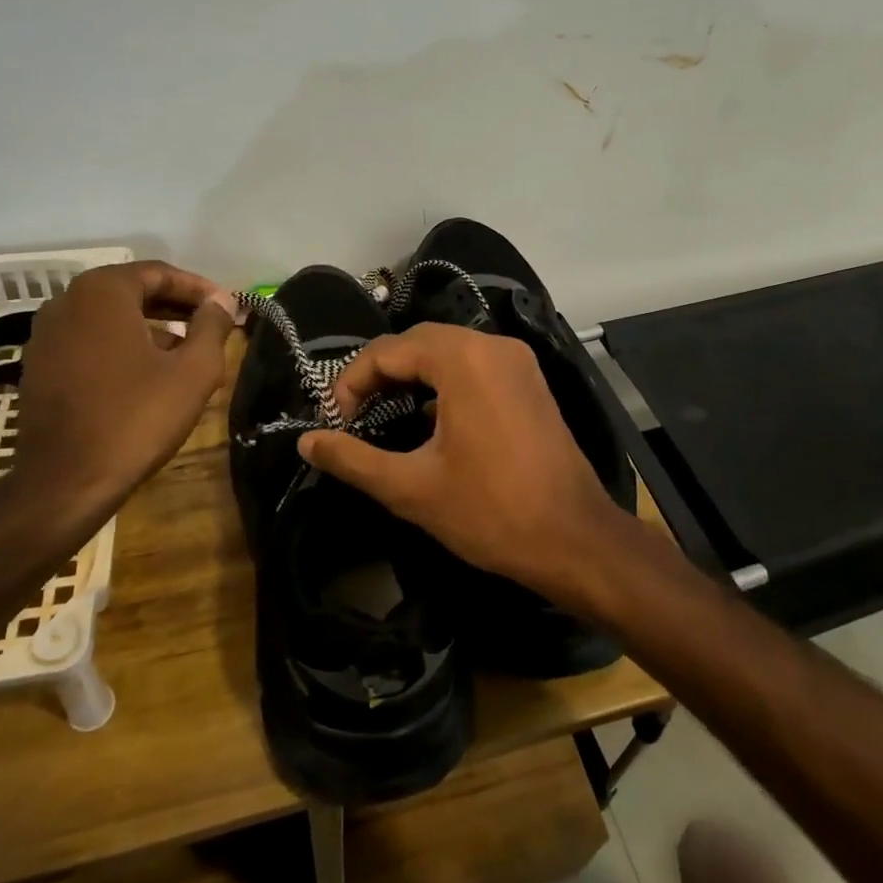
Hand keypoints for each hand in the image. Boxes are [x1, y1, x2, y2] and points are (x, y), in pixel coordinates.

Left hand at [11, 260, 240, 523]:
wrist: (64, 482)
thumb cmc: (136, 419)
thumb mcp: (194, 371)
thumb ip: (213, 326)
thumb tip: (222, 301)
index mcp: (102, 292)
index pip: (159, 273)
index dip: (199, 288)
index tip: (227, 307)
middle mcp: (67, 302)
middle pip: (133, 291)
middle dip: (176, 306)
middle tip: (212, 325)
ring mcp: (46, 335)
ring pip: (110, 317)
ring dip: (150, 326)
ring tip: (186, 350)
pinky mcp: (39, 366)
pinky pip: (90, 340)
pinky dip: (122, 345)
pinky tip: (148, 374)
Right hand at [297, 323, 635, 608]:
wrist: (575, 540)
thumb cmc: (490, 511)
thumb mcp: (410, 488)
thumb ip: (352, 458)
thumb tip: (307, 441)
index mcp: (463, 359)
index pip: (387, 350)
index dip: (351, 383)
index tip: (335, 423)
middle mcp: (493, 346)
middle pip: (418, 342)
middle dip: (379, 374)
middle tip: (354, 416)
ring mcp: (517, 361)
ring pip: (448, 351)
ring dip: (411, 376)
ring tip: (384, 415)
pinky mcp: (530, 382)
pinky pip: (475, 366)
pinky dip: (444, 382)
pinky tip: (428, 420)